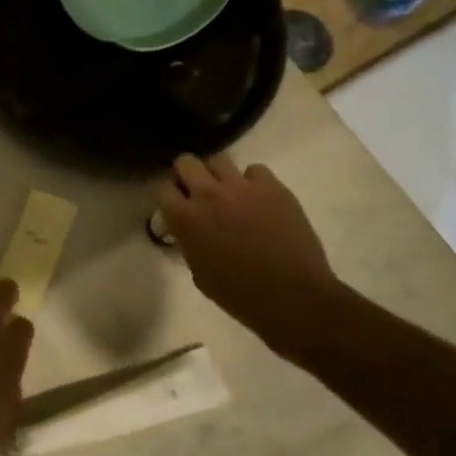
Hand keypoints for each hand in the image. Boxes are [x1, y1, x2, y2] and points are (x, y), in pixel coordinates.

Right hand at [158, 153, 346, 356]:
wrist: (291, 296)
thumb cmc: (238, 294)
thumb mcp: (199, 271)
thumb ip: (189, 242)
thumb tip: (190, 230)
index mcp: (185, 219)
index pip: (163, 189)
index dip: (170, 196)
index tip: (176, 205)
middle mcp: (209, 195)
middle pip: (186, 162)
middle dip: (188, 174)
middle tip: (197, 191)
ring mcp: (243, 188)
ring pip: (220, 160)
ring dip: (218, 174)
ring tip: (228, 192)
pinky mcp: (274, 188)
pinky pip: (255, 170)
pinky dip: (252, 182)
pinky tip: (258, 199)